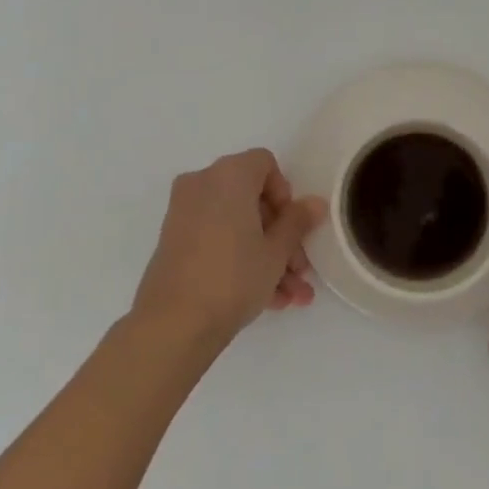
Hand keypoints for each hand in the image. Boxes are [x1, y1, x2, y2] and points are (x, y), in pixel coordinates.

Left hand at [131, 149, 325, 347]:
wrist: (173, 325)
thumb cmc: (233, 276)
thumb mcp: (276, 251)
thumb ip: (298, 222)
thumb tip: (315, 203)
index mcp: (228, 175)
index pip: (265, 164)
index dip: (285, 194)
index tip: (292, 228)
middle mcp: (202, 184)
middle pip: (252, 198)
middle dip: (280, 236)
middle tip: (299, 270)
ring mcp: (184, 213)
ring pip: (236, 225)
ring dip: (266, 255)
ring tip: (290, 296)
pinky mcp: (174, 242)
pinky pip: (217, 239)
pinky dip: (239, 259)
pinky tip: (268, 299)